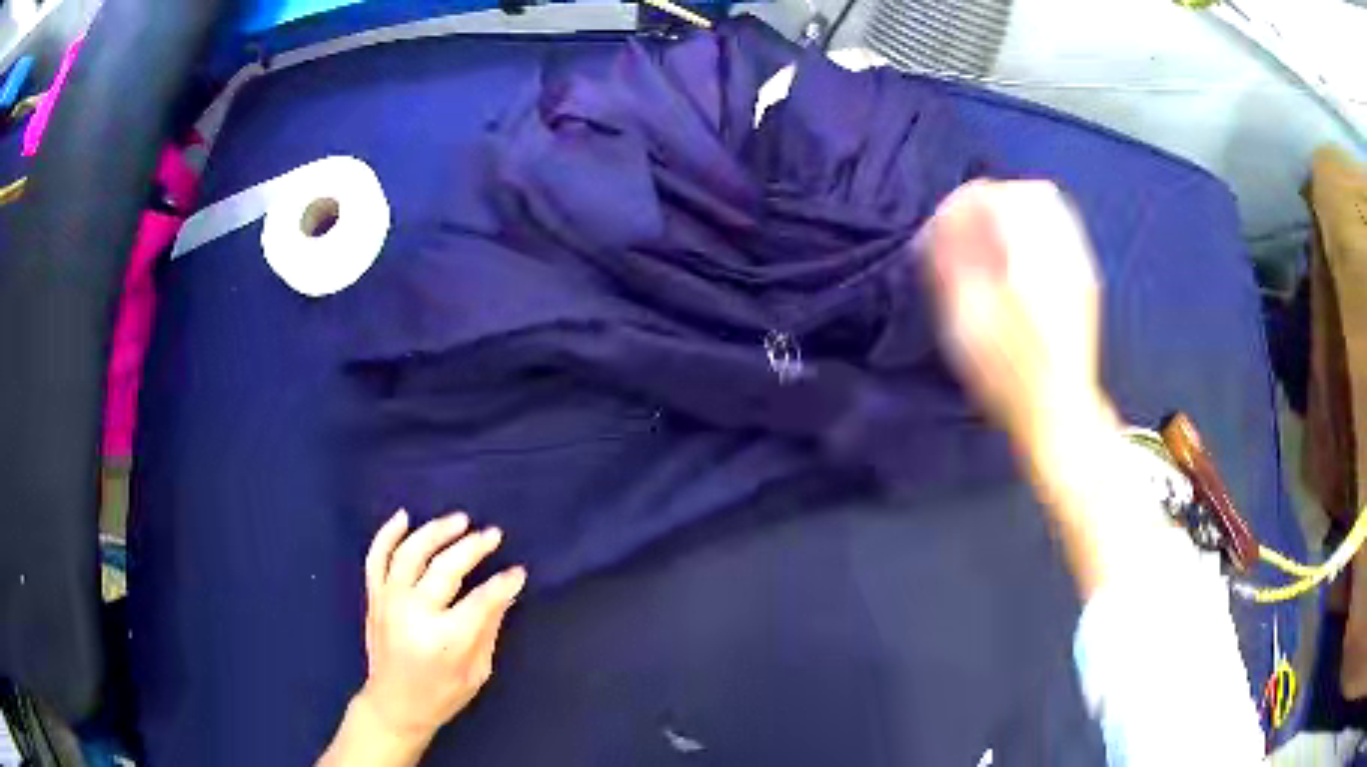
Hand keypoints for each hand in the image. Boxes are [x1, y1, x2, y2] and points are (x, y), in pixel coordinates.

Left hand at [359, 510, 526, 744]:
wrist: (394, 705)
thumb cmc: (442, 695)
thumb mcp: (477, 671)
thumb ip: (489, 627)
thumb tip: (505, 589)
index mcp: (445, 640)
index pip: (480, 600)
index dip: (502, 583)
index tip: (518, 570)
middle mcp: (413, 614)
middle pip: (445, 568)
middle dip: (473, 548)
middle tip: (493, 534)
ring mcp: (389, 602)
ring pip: (410, 554)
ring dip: (436, 531)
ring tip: (460, 520)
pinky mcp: (374, 598)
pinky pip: (376, 558)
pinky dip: (387, 534)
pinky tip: (404, 517)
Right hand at [920, 180, 1119, 596]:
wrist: (1061, 416)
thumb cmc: (1008, 378)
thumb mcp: (967, 322)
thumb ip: (953, 263)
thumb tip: (946, 222)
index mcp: (1031, 258)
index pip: (999, 198)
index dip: (966, 202)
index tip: (947, 223)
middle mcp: (1062, 252)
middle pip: (1032, 193)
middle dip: (996, 200)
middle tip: (971, 226)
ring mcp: (1080, 266)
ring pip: (1052, 210)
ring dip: (1018, 213)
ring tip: (994, 239)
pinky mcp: (1086, 281)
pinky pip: (1064, 233)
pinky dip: (1037, 231)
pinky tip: (1021, 258)